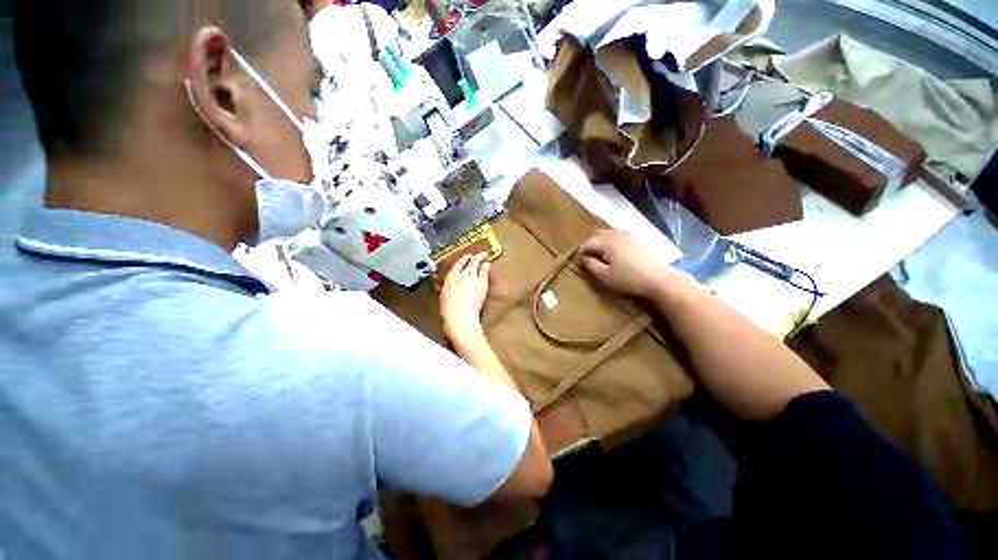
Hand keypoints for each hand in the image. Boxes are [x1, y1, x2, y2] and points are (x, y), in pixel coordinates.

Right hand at [440, 252, 491, 341]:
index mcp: (450, 278)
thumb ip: (449, 291)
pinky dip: (486, 266)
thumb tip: (450, 291)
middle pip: (468, 263)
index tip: (466, 258)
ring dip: (481, 258)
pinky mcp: (481, 281)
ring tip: (485, 255)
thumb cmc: (450, 311)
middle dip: (474, 257)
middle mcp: (461, 274)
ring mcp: (472, 277)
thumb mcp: (445, 298)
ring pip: (477, 263)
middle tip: (478, 254)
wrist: (459, 314)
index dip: (463, 260)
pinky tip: (488, 264)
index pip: (457, 265)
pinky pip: (484, 270)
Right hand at [578, 229, 682, 298]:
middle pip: (597, 235)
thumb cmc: (629, 279)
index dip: (580, 253)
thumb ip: (591, 265)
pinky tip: (615, 254)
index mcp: (607, 242)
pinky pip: (618, 236)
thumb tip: (583, 258)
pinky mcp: (637, 239)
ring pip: (608, 234)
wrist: (659, 279)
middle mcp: (616, 234)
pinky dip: (611, 242)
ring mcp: (628, 235)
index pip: (587, 243)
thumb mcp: (605, 276)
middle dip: (590, 245)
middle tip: (588, 258)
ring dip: (601, 242)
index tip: (579, 263)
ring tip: (600, 256)